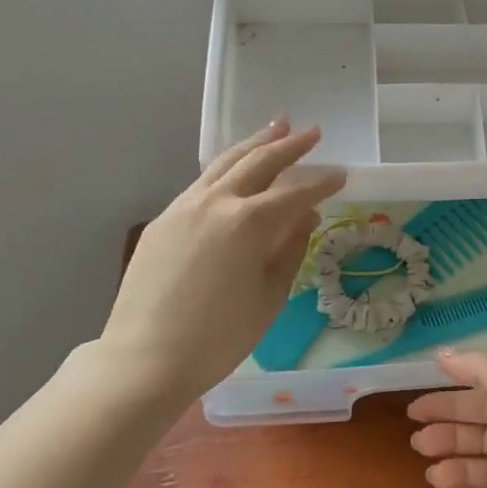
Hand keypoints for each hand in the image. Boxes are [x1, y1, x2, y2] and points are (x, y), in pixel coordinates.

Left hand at [94, 118, 345, 398]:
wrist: (144, 360)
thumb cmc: (219, 337)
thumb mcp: (270, 295)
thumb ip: (291, 248)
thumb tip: (307, 216)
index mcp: (249, 222)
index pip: (295, 193)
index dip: (322, 182)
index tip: (342, 174)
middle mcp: (216, 202)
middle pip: (259, 162)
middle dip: (289, 145)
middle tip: (312, 132)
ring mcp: (184, 207)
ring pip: (225, 163)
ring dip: (254, 144)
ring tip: (276, 127)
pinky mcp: (163, 220)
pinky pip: (202, 183)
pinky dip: (226, 168)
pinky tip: (235, 170)